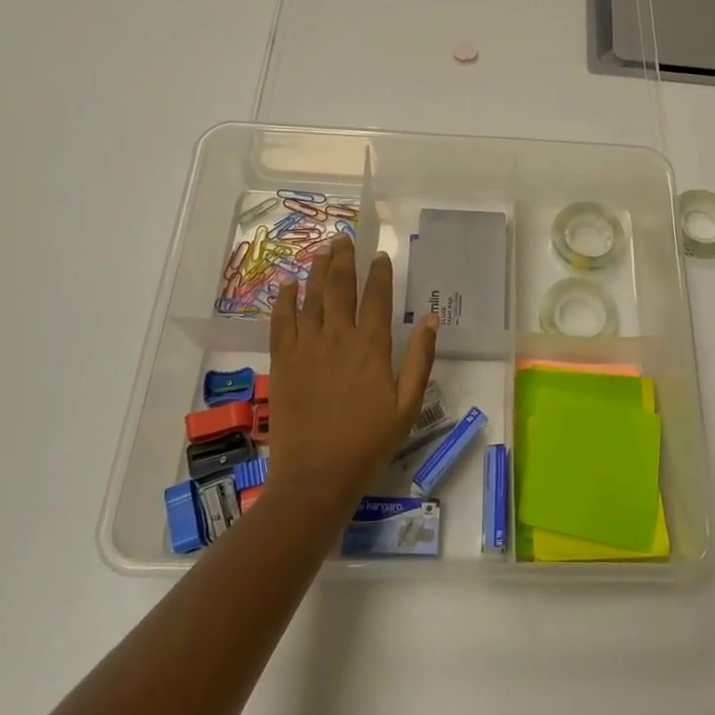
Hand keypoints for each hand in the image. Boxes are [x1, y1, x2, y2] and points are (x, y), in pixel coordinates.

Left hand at [267, 236, 439, 513]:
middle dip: (344, 260)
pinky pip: (281, 322)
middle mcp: (337, 338)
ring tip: (323, 249)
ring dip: (318, 270)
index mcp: (371, 347)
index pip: (376, 297)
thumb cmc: (368, 444)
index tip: (381, 254)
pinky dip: (285, 300)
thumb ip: (420, 359)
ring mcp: (306, 348)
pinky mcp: (283, 362)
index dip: (380, 273)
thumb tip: (433, 319)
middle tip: (344, 238)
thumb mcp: (408, 406)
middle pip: (340, 288)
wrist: (316, 476)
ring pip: (312, 297)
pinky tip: (288, 285)